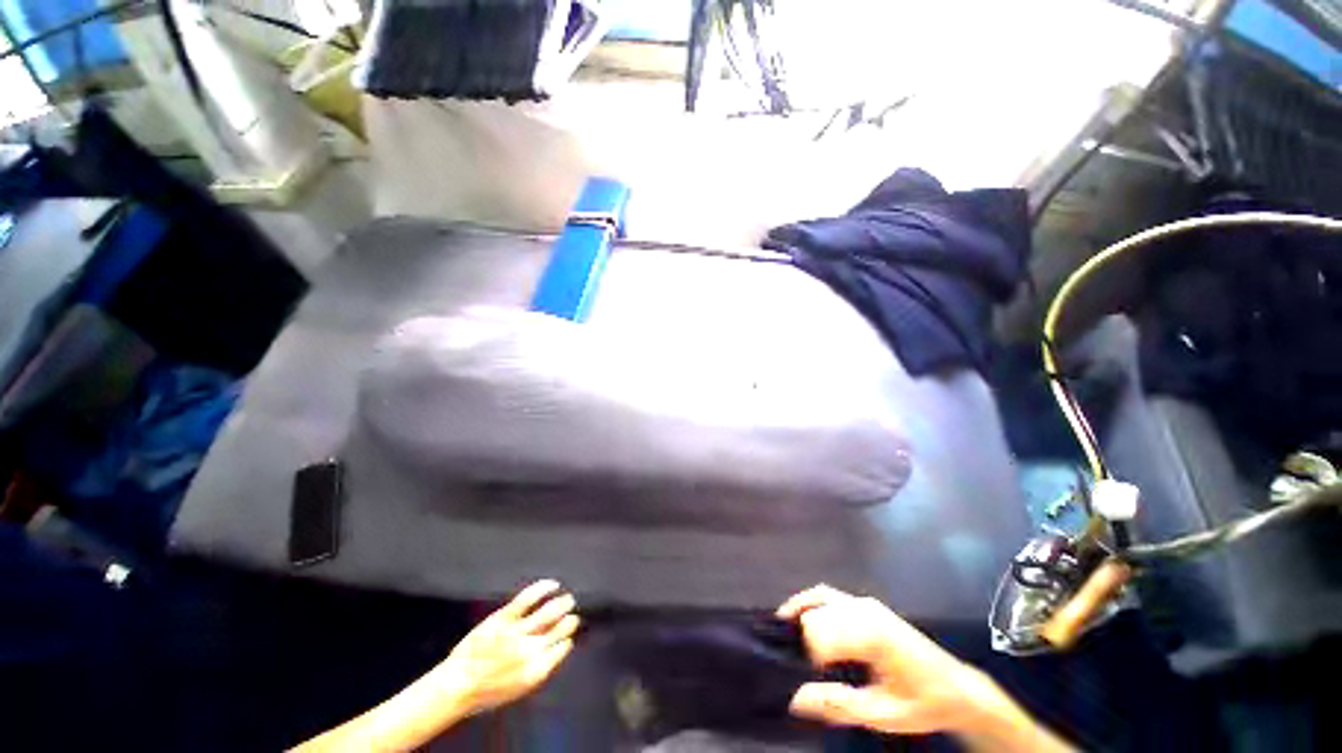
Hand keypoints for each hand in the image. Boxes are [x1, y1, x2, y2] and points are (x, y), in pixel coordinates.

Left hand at [430, 580, 579, 717]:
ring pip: (549, 612)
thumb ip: (540, 668)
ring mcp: (518, 632)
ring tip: (569, 600)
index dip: (567, 640)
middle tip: (572, 616)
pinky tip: (553, 584)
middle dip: (569, 621)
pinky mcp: (505, 617)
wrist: (456, 686)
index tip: (569, 636)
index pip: (562, 648)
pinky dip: (544, 588)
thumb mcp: (519, 689)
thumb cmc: (486, 691)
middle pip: (560, 629)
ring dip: (562, 604)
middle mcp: (532, 650)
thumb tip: (557, 650)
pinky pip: (529, 598)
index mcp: (537, 670)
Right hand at [779, 584, 1035, 741]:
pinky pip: (829, 595)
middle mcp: (865, 610)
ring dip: (800, 615)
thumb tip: (795, 697)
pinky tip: (800, 617)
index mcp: (871, 635)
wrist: (956, 689)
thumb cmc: (922, 704)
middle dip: (802, 638)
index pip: (819, 634)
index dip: (807, 658)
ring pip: (819, 598)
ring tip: (783, 635)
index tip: (807, 680)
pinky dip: (810, 603)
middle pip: (816, 615)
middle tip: (794, 666)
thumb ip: (838, 705)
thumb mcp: (882, 715)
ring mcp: (865, 603)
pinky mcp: (866, 604)